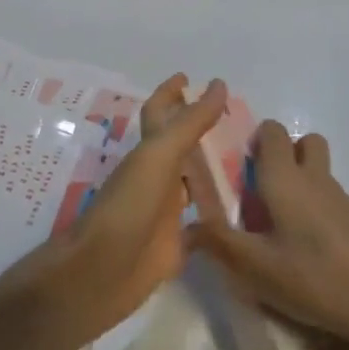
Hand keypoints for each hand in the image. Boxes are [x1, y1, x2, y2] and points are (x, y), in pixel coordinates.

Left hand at [0, 74, 227, 348]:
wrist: (100, 272)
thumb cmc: (128, 206)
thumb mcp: (159, 156)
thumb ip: (189, 123)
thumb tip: (217, 84)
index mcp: (149, 153)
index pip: (160, 112)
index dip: (171, 93)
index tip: (188, 77)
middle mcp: (156, 178)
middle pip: (180, 147)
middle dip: (201, 132)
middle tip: (237, 122)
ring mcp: (164, 213)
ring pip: (191, 185)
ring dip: (212, 174)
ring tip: (248, 164)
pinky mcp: (174, 246)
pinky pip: (200, 229)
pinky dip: (217, 221)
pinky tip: (240, 219)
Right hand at [185, 121, 348, 349]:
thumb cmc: (316, 278)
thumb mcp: (257, 268)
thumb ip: (219, 244)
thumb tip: (187, 224)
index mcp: (286, 178)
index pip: (271, 132)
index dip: (253, 140)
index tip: (237, 169)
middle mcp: (316, 179)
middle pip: (303, 143)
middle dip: (282, 156)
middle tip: (261, 195)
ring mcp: (344, 200)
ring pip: (319, 174)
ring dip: (300, 186)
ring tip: (279, 233)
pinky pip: (332, 202)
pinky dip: (317, 213)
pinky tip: (309, 256)